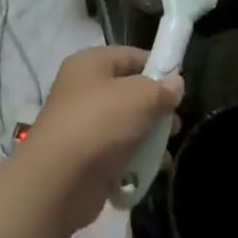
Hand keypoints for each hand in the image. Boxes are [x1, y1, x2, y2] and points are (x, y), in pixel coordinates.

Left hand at [19, 47, 182, 230]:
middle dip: (155, 108)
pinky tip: (151, 170)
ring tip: (165, 152)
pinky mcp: (84, 158)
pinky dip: (134, 161)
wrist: (57, 182)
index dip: (157, 67)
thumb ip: (162, 89)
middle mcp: (83, 90)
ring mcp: (82, 125)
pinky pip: (117, 152)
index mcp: (90, 64)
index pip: (131, 56)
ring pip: (126, 124)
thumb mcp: (139, 98)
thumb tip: (176, 85)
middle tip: (175, 123)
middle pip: (129, 92)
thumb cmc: (99, 124)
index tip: (180, 87)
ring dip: (148, 138)